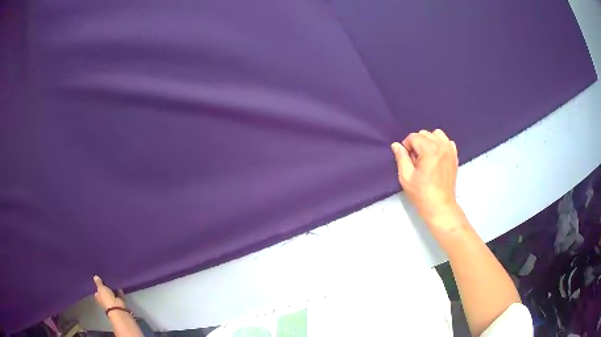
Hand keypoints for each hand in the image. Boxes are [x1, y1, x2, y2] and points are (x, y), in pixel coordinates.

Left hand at [93, 275, 125, 309]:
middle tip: (105, 278)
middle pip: (104, 292)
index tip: (98, 279)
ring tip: (112, 279)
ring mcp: (112, 300)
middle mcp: (105, 299)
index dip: (97, 286)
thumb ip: (98, 282)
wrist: (117, 307)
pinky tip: (118, 283)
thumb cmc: (106, 297)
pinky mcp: (119, 300)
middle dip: (106, 287)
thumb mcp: (101, 288)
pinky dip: (119, 290)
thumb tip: (95, 276)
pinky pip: (119, 293)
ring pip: (112, 292)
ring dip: (112, 288)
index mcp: (98, 297)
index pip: (97, 291)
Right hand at [391, 129, 460, 225]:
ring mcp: (450, 150)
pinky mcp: (454, 156)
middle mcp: (441, 145)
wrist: (440, 206)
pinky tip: (436, 157)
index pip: (413, 137)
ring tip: (426, 156)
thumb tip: (396, 145)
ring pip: (437, 134)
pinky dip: (440, 145)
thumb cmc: (421, 193)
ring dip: (429, 142)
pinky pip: (447, 142)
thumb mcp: (406, 177)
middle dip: (417, 144)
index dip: (406, 147)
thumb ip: (401, 157)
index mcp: (429, 149)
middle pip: (424, 134)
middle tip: (415, 161)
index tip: (407, 160)